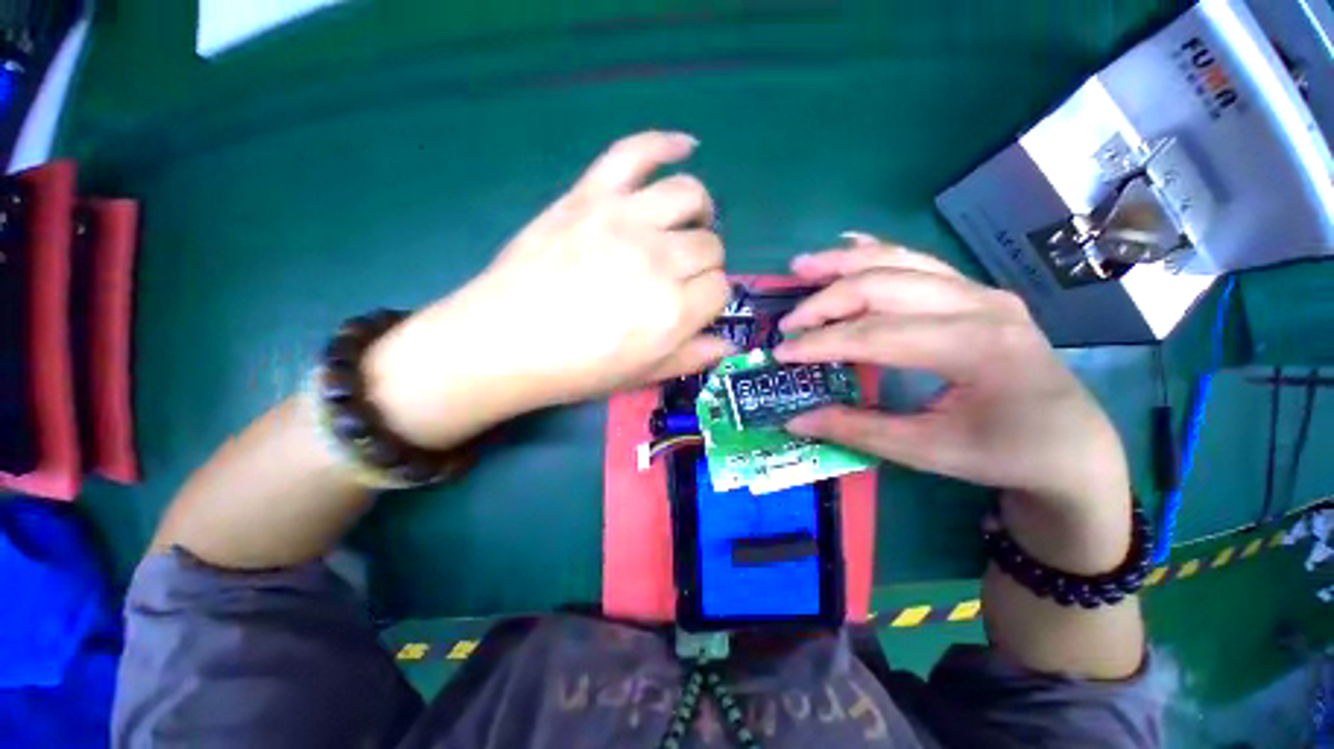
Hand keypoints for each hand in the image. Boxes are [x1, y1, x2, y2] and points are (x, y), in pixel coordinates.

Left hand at [367, 131, 733, 447]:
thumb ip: (690, 358)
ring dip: (699, 213)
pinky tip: (685, 146)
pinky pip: (636, 152)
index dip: (710, 300)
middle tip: (679, 278)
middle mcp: (658, 260)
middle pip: (710, 246)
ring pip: (690, 196)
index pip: (720, 289)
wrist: (503, 342)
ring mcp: (624, 220)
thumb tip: (728, 344)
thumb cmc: (575, 369)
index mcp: (673, 311)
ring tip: (686, 225)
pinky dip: (665, 143)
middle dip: (703, 265)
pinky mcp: (590, 195)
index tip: (692, 308)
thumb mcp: (640, 376)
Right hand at [775, 235, 1129, 514]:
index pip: (876, 334)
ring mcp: (981, 292)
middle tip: (787, 320)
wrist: (1073, 446)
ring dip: (845, 261)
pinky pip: (919, 262)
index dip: (821, 343)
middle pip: (884, 285)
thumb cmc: (1006, 453)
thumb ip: (856, 430)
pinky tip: (849, 244)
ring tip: (801, 265)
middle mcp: (981, 304)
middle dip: (827, 300)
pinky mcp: (976, 293)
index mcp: (975, 347)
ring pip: (900, 261)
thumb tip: (795, 419)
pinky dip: (878, 251)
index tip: (782, 354)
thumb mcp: (927, 451)